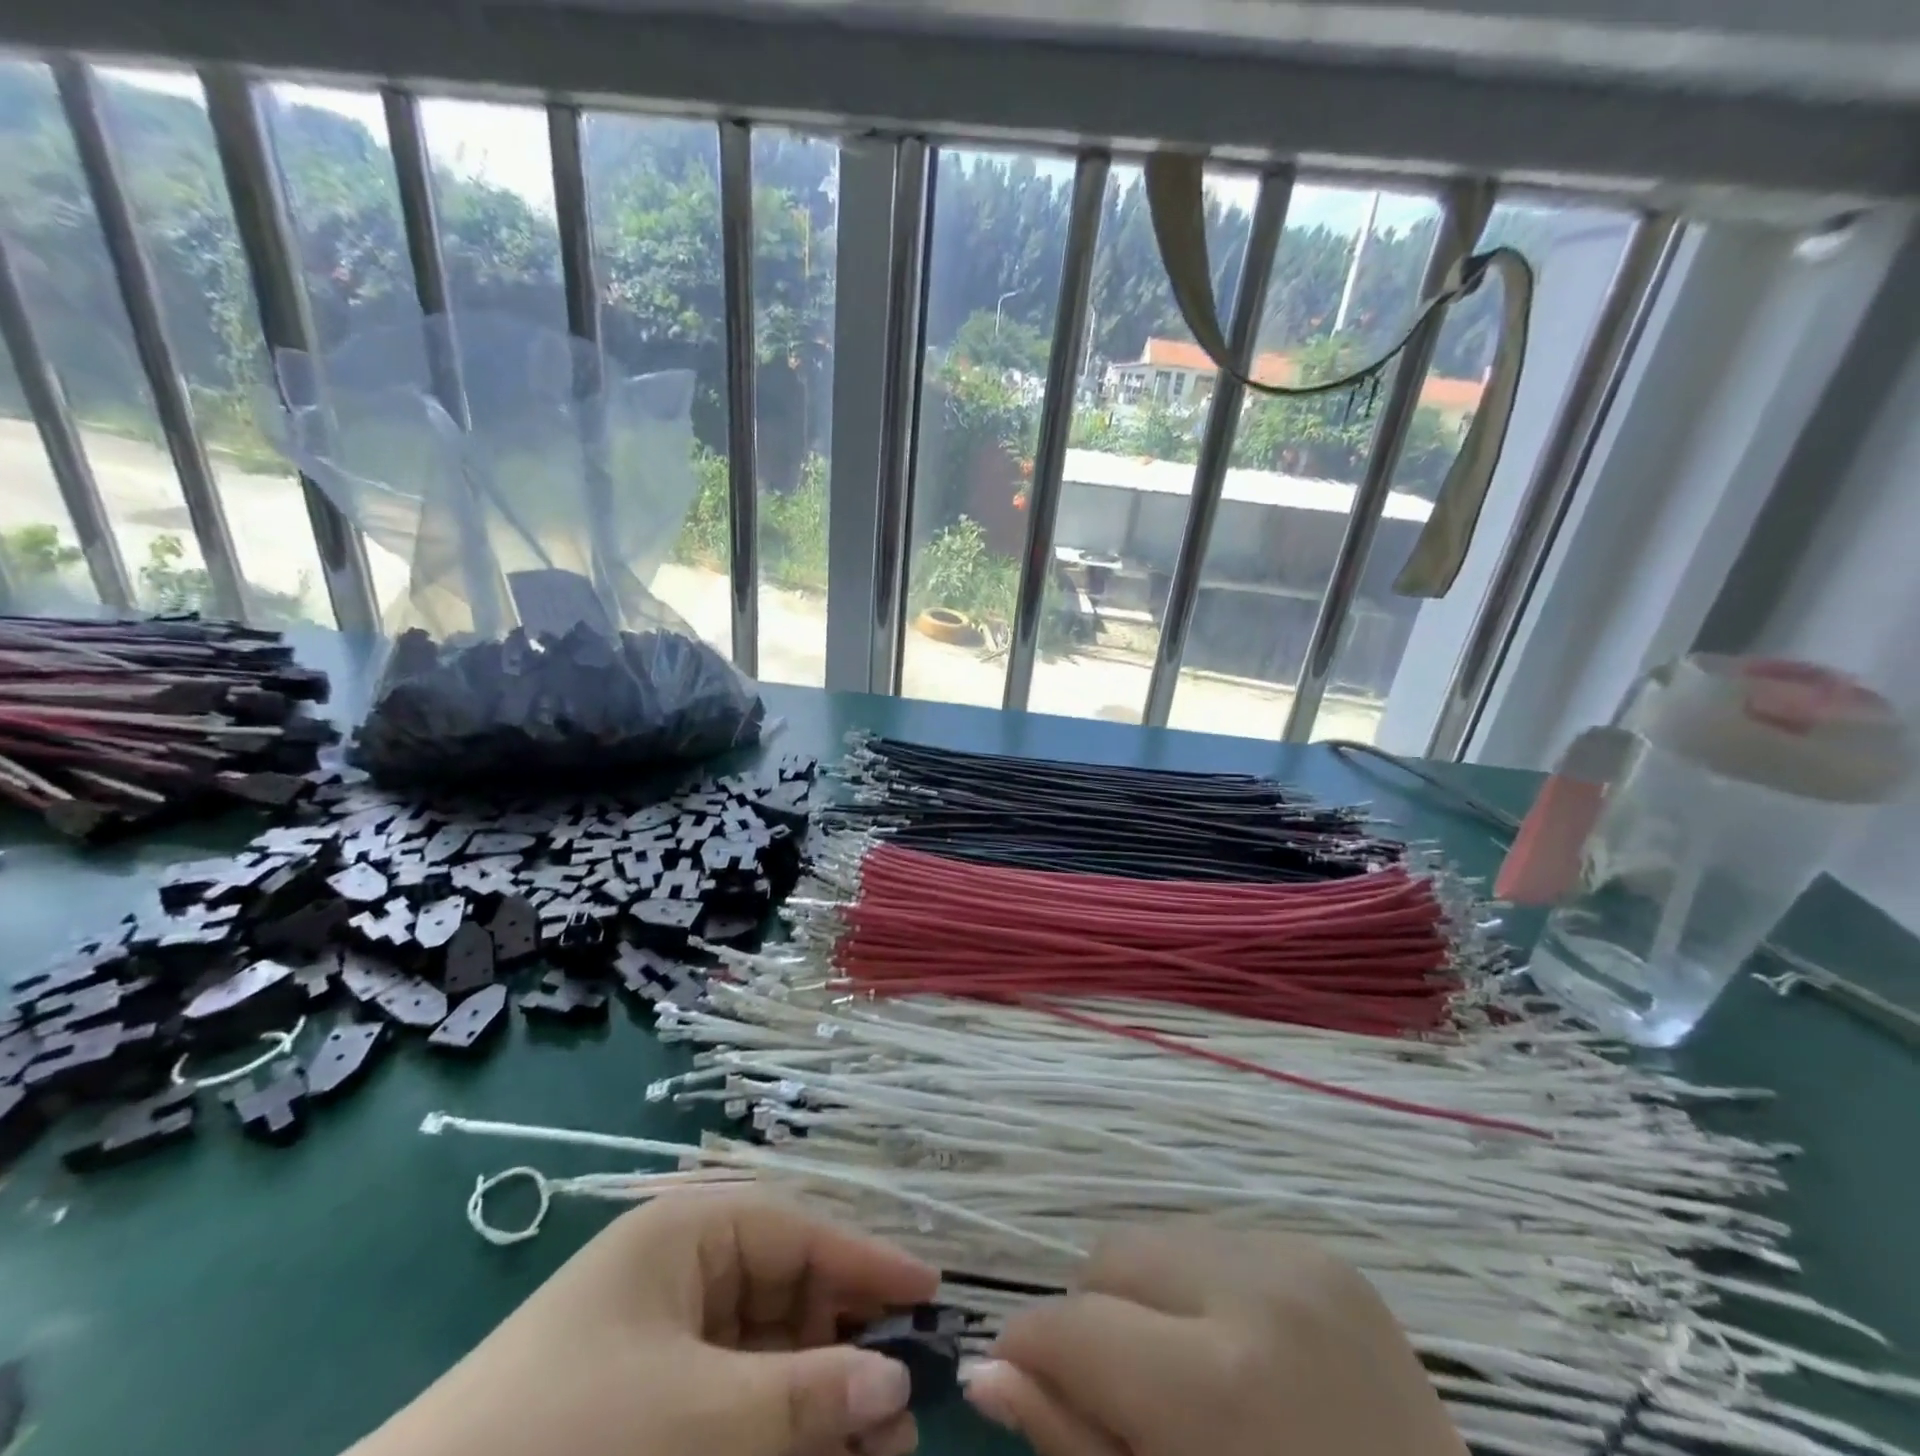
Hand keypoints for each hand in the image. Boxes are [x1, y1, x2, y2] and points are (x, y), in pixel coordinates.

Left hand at [353, 1192, 938, 1455]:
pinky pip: (736, 1406)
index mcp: (689, 1232)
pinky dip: (780, 1432)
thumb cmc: (565, 1440)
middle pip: (790, 1295)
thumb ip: (802, 1399)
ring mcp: (665, 1342)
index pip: (800, 1232)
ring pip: (769, 1357)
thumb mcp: (694, 1418)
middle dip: (849, 1347)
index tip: (932, 1296)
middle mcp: (683, 1272)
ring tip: (881, 1450)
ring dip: (821, 1399)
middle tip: (908, 1407)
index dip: (866, 1263)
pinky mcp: (652, 1408)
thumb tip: (897, 1384)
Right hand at [964, 1229, 1465, 1455]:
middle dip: (1094, 1322)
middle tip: (1124, 1403)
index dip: (1032, 1355)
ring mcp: (1300, 1258)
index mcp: (1224, 1383)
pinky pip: (1216, 1245)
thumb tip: (984, 1372)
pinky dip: (1201, 1292)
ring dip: (1148, 1301)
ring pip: (1159, 1242)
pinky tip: (1240, 1357)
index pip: (1074, 1325)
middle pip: (1112, 1257)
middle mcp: (1258, 1287)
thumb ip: (1074, 1444)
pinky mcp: (1325, 1253)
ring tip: (1187, 1381)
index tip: (1024, 1388)